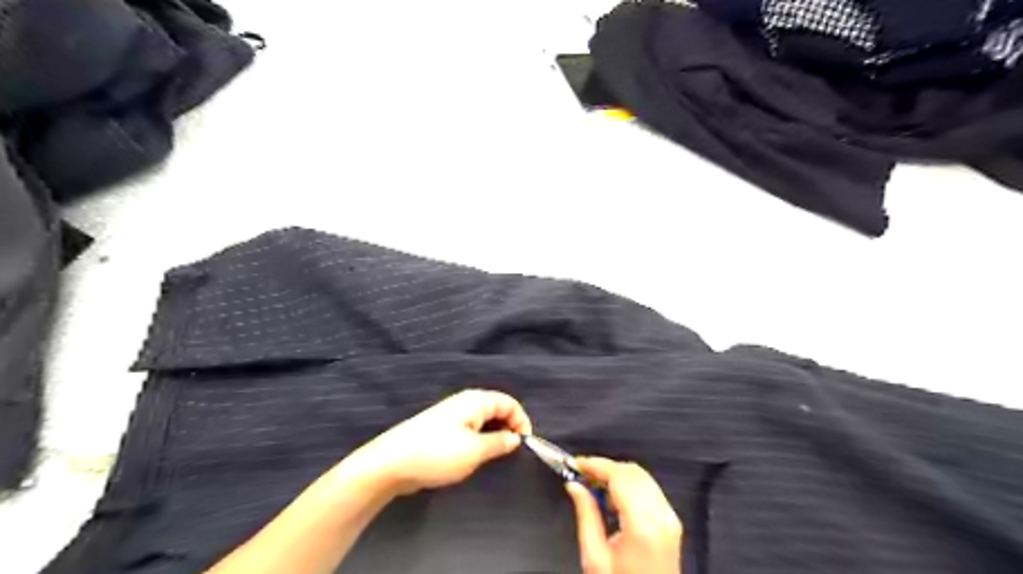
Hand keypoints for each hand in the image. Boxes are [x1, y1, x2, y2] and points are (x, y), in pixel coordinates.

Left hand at [346, 389, 535, 497]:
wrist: (391, 463)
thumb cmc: (437, 454)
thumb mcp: (475, 451)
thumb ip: (499, 443)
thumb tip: (515, 438)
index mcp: (476, 401)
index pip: (509, 403)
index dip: (522, 421)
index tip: (525, 445)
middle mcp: (465, 402)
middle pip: (497, 408)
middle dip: (509, 427)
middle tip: (512, 452)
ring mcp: (452, 414)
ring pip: (483, 419)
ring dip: (494, 434)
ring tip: (496, 456)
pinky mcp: (442, 428)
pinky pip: (470, 428)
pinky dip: (480, 438)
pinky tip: (476, 455)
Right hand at [563, 457, 680, 573]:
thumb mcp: (595, 558)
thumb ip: (585, 515)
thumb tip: (575, 486)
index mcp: (643, 526)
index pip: (619, 476)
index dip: (596, 464)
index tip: (576, 463)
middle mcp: (662, 518)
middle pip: (632, 471)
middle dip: (605, 467)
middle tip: (581, 474)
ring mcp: (670, 519)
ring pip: (642, 476)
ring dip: (617, 475)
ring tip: (593, 486)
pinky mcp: (671, 523)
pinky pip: (650, 489)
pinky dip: (629, 485)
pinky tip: (612, 497)